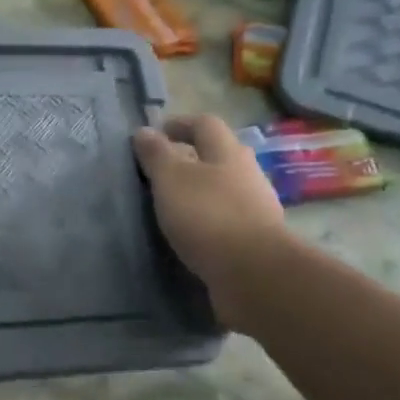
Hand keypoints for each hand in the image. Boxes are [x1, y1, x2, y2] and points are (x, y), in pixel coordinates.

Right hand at [132, 114, 288, 296]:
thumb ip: (157, 155)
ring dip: (200, 192)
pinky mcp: (255, 241)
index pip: (205, 124)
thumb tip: (144, 131)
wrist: (254, 274)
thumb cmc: (208, 216)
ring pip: (224, 190)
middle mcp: (247, 175)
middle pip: (219, 156)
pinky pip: (226, 221)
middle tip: (161, 170)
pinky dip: (207, 221)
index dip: (180, 124)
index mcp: (227, 153)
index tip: (156, 133)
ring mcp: (255, 209)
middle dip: (192, 158)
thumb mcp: (171, 179)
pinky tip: (190, 235)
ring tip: (171, 205)